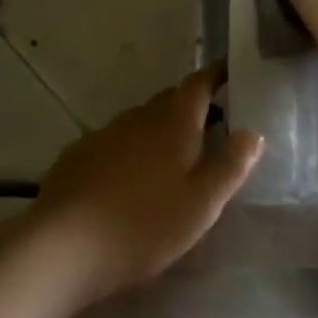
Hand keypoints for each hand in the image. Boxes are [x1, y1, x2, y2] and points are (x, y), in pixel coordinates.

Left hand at [27, 63, 261, 304]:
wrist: (64, 245)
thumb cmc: (144, 224)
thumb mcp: (201, 204)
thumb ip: (230, 166)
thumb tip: (252, 132)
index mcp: (172, 123)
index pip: (197, 84)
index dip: (215, 75)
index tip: (228, 71)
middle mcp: (137, 118)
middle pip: (168, 102)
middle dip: (189, 108)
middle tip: (209, 127)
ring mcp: (103, 134)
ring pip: (139, 123)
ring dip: (157, 132)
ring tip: (170, 161)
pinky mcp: (77, 156)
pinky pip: (113, 144)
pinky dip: (127, 152)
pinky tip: (126, 182)